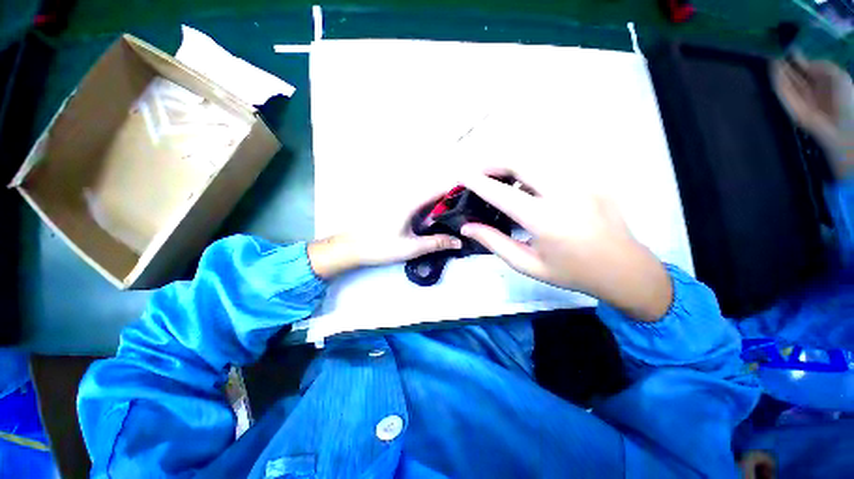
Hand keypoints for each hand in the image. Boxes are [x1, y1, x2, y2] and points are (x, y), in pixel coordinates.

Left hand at [308, 191, 462, 278]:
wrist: (353, 247)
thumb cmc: (381, 246)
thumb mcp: (412, 247)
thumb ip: (436, 243)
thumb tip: (459, 241)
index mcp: (412, 202)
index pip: (440, 188)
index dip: (457, 187)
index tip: (474, 191)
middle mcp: (408, 196)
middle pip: (436, 191)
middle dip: (453, 196)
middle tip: (470, 207)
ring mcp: (402, 201)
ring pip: (429, 197)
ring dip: (443, 202)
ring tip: (460, 212)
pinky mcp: (399, 207)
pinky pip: (421, 203)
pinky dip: (433, 208)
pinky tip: (439, 218)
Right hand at [459, 170, 671, 321]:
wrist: (624, 269)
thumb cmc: (571, 272)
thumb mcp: (527, 264)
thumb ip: (494, 242)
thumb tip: (467, 227)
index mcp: (546, 220)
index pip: (503, 193)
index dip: (478, 182)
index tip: (461, 175)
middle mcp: (565, 194)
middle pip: (522, 162)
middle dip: (495, 163)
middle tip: (480, 174)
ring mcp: (582, 182)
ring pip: (538, 159)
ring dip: (513, 165)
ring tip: (500, 179)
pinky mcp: (591, 179)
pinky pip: (554, 166)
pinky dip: (533, 170)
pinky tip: (528, 185)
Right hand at [772, 55, 853, 176]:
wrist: (843, 128)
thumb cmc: (847, 100)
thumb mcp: (838, 76)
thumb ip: (822, 67)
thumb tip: (804, 64)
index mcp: (825, 85)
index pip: (810, 72)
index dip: (801, 61)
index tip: (792, 51)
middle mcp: (813, 93)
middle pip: (798, 79)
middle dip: (788, 68)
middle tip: (778, 56)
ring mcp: (802, 103)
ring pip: (789, 86)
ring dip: (780, 74)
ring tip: (773, 61)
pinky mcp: (793, 110)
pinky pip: (784, 95)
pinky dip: (778, 84)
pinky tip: (774, 73)